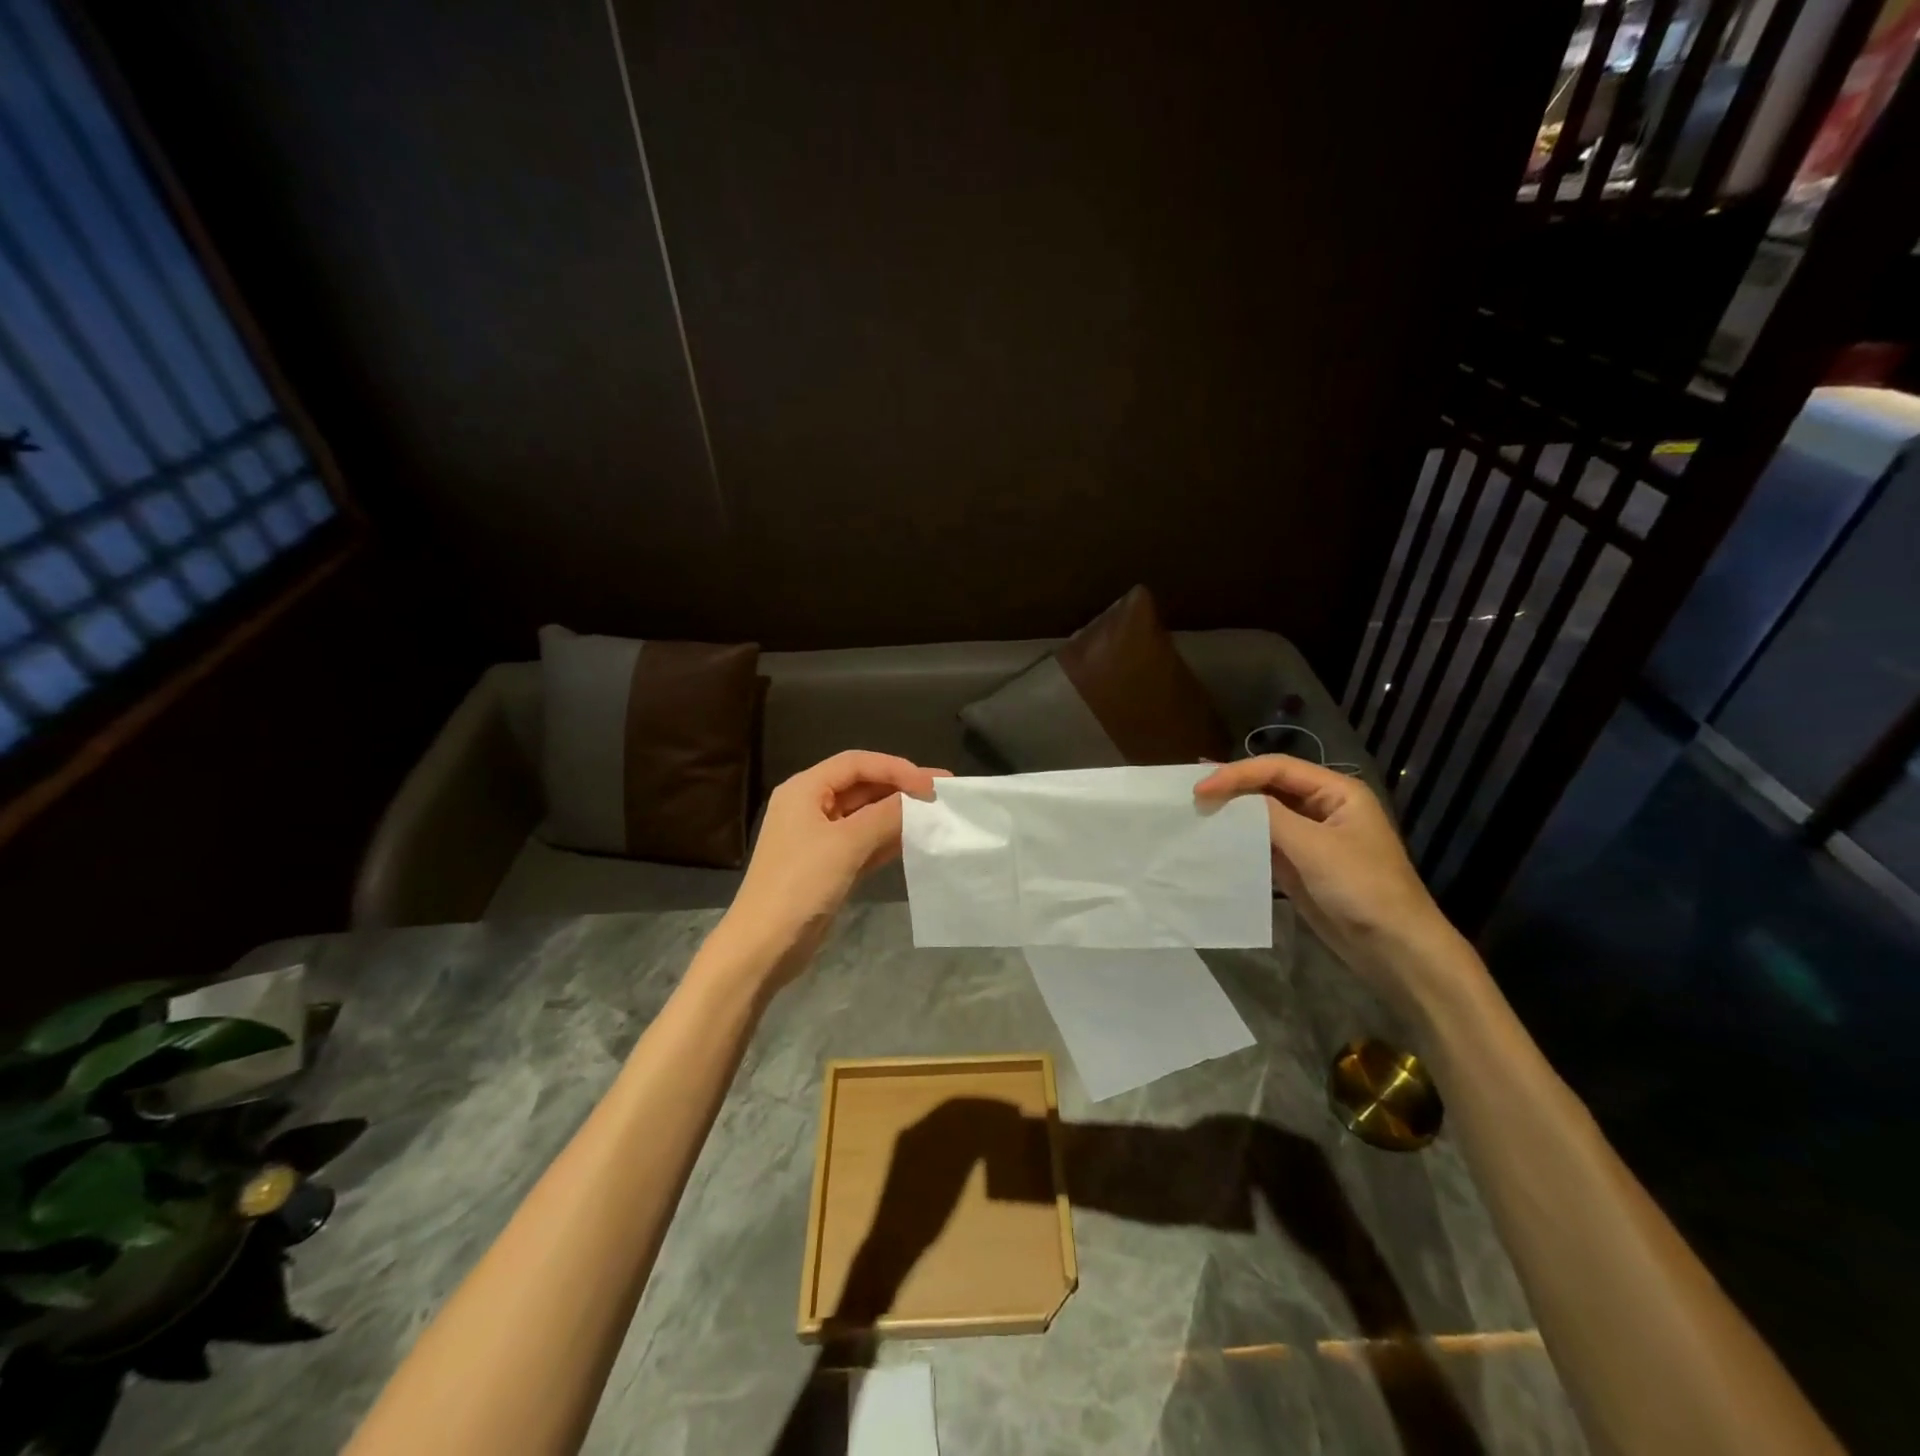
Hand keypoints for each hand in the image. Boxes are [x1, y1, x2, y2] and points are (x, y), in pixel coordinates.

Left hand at [720, 750, 947, 984]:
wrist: (764, 945)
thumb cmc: (800, 884)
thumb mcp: (846, 844)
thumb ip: (886, 816)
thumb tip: (920, 800)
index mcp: (805, 789)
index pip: (856, 763)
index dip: (896, 768)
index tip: (931, 784)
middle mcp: (810, 806)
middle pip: (861, 785)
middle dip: (900, 788)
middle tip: (941, 794)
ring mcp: (819, 837)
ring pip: (865, 815)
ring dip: (897, 813)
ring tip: (936, 815)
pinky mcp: (829, 865)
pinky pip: (864, 841)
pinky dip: (888, 838)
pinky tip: (916, 839)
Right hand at [1194, 755, 1472, 1010]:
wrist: (1394, 949)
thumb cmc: (1362, 889)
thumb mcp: (1315, 847)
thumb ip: (1270, 816)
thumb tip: (1230, 798)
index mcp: (1337, 791)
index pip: (1277, 768)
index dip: (1236, 774)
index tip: (1200, 789)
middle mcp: (1323, 807)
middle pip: (1270, 786)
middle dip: (1233, 787)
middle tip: (1193, 792)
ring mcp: (1312, 837)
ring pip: (1265, 813)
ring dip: (1234, 812)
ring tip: (1197, 809)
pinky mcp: (1301, 864)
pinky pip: (1266, 842)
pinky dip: (1241, 838)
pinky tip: (1217, 838)